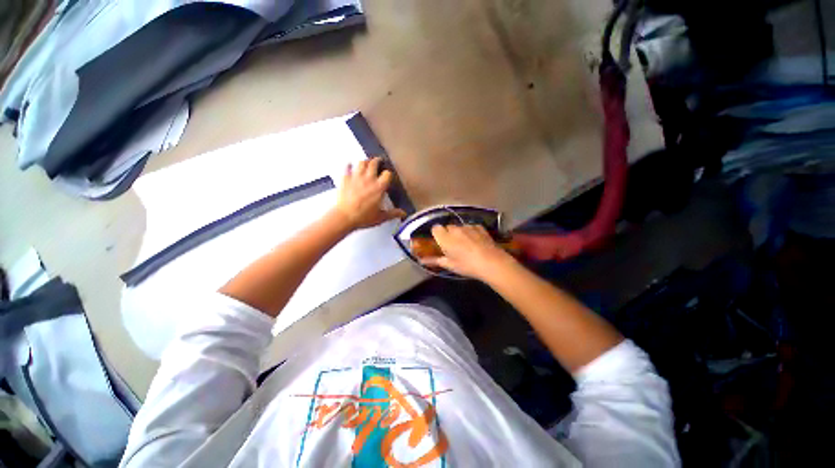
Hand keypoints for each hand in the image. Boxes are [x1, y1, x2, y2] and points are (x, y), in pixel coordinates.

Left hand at [332, 156, 406, 230]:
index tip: (388, 175)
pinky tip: (349, 165)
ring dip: (365, 161)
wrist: (345, 217)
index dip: (388, 173)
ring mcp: (356, 178)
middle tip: (378, 161)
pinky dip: (349, 165)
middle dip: (377, 161)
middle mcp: (368, 180)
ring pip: (361, 163)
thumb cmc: (362, 217)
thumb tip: (402, 213)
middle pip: (374, 163)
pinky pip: (347, 168)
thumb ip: (393, 213)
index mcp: (379, 188)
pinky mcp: (345, 180)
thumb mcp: (381, 217)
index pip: (387, 174)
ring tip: (367, 162)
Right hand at [421, 224, 515, 280]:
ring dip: (460, 233)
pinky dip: (471, 232)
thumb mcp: (450, 265)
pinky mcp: (479, 227)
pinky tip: (476, 241)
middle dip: (448, 234)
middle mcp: (455, 229)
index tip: (440, 243)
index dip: (437, 235)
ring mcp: (468, 227)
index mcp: (445, 238)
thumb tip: (422, 260)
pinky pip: (471, 227)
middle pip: (448, 227)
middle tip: (453, 246)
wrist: (491, 262)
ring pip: (460, 227)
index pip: (435, 228)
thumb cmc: (467, 266)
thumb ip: (435, 260)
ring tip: (466, 245)